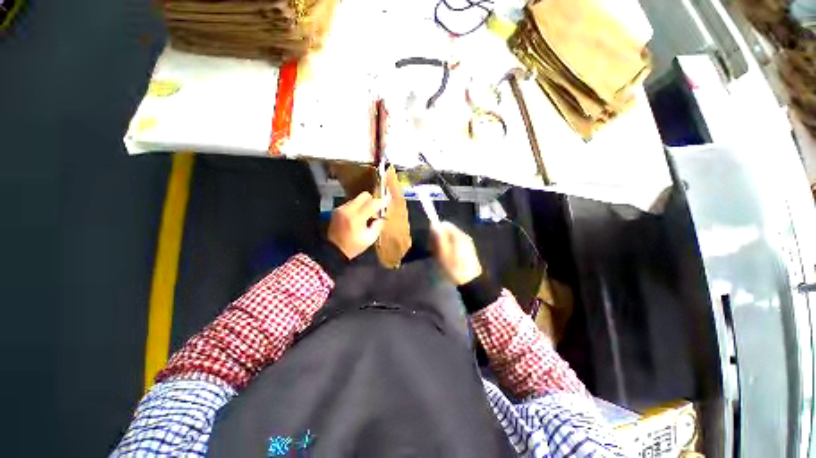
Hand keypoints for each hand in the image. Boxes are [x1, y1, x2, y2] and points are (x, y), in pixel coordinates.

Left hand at [328, 192, 386, 259]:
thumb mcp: (370, 239)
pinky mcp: (337, 209)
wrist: (333, 250)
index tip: (387, 203)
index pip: (372, 204)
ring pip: (358, 199)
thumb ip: (378, 225)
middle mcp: (348, 210)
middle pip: (364, 196)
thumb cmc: (353, 246)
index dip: (381, 203)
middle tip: (375, 211)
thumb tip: (381, 216)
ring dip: (364, 204)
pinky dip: (357, 207)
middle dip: (372, 201)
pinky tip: (357, 217)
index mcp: (356, 218)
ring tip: (366, 215)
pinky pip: (351, 203)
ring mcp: (341, 208)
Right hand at [431, 221, 482, 284]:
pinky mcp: (469, 251)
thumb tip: (434, 223)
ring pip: (451, 238)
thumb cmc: (454, 268)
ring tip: (441, 257)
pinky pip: (456, 244)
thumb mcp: (443, 253)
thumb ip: (438, 237)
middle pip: (448, 231)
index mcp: (458, 235)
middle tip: (435, 251)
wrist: (471, 283)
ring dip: (444, 244)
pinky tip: (448, 259)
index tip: (431, 242)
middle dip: (440, 238)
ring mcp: (468, 243)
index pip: (444, 224)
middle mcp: (464, 235)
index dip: (436, 230)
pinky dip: (450, 249)